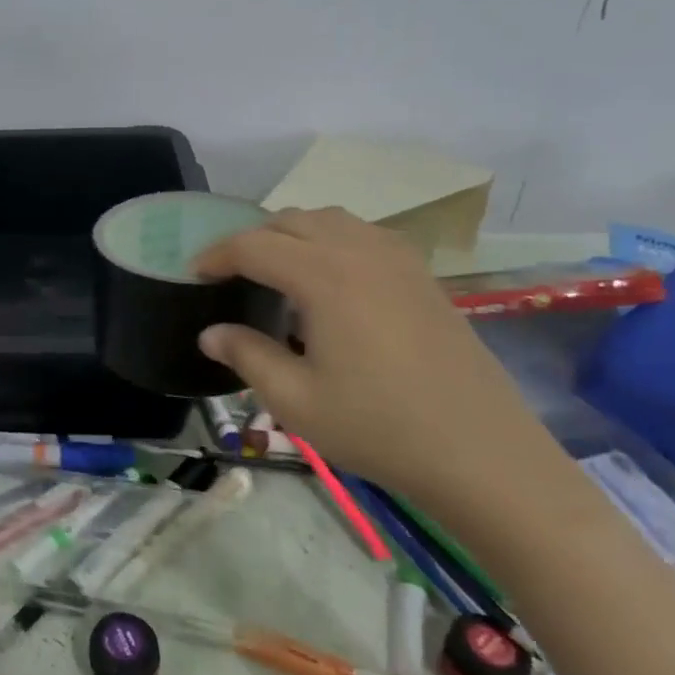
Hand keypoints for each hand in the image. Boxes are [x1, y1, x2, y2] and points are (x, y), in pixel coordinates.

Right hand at [193, 207, 559, 512]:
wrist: (482, 454)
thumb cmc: (379, 427)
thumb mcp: (294, 399)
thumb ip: (246, 356)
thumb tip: (210, 333)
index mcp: (325, 277)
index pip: (254, 245)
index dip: (216, 255)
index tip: (193, 274)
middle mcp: (361, 253)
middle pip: (292, 221)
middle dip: (252, 239)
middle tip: (229, 273)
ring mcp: (399, 262)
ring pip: (331, 220)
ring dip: (293, 234)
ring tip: (274, 270)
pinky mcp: (423, 278)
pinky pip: (365, 235)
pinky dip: (332, 241)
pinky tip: (329, 279)